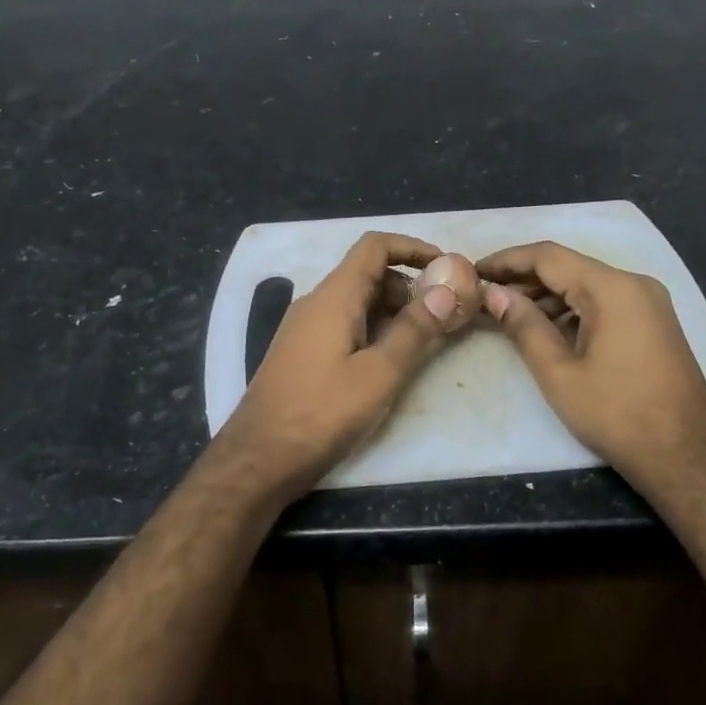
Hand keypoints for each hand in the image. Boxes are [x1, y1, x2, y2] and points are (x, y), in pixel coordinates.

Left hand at [207, 232, 477, 502]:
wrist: (259, 458)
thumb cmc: (322, 413)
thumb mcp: (379, 373)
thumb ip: (414, 330)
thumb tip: (446, 290)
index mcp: (334, 297)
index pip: (375, 246)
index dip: (413, 247)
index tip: (447, 266)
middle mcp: (317, 303)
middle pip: (369, 273)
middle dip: (410, 285)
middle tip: (446, 311)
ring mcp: (305, 328)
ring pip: (358, 301)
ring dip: (394, 310)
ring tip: (428, 337)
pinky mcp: (303, 353)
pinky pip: (345, 324)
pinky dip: (375, 329)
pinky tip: (392, 359)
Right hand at [478, 241, 705, 488]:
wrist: (686, 457)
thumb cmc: (617, 415)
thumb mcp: (559, 373)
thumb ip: (524, 326)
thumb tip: (495, 295)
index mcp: (613, 288)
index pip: (548, 256)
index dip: (507, 260)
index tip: (474, 270)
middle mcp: (635, 284)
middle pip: (569, 267)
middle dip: (524, 279)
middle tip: (486, 295)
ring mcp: (649, 303)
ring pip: (587, 285)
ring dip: (547, 296)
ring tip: (508, 314)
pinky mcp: (654, 323)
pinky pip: (605, 303)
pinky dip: (572, 310)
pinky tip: (547, 329)